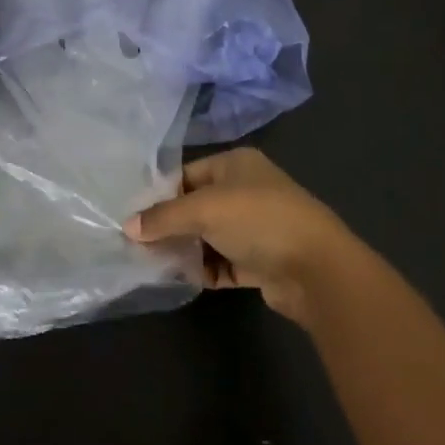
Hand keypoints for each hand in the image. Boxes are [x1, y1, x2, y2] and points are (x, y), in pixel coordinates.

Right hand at [126, 148, 365, 326]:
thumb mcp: (203, 210)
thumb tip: (128, 227)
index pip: (187, 175)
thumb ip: (163, 217)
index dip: (159, 194)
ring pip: (208, 237)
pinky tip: (184, 278)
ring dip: (185, 250)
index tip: (132, 215)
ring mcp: (255, 227)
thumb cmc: (258, 221)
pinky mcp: (260, 261)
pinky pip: (222, 262)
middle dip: (169, 225)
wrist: (316, 269)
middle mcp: (246, 191)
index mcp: (236, 165)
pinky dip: (204, 270)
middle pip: (195, 207)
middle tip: (137, 243)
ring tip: (155, 263)